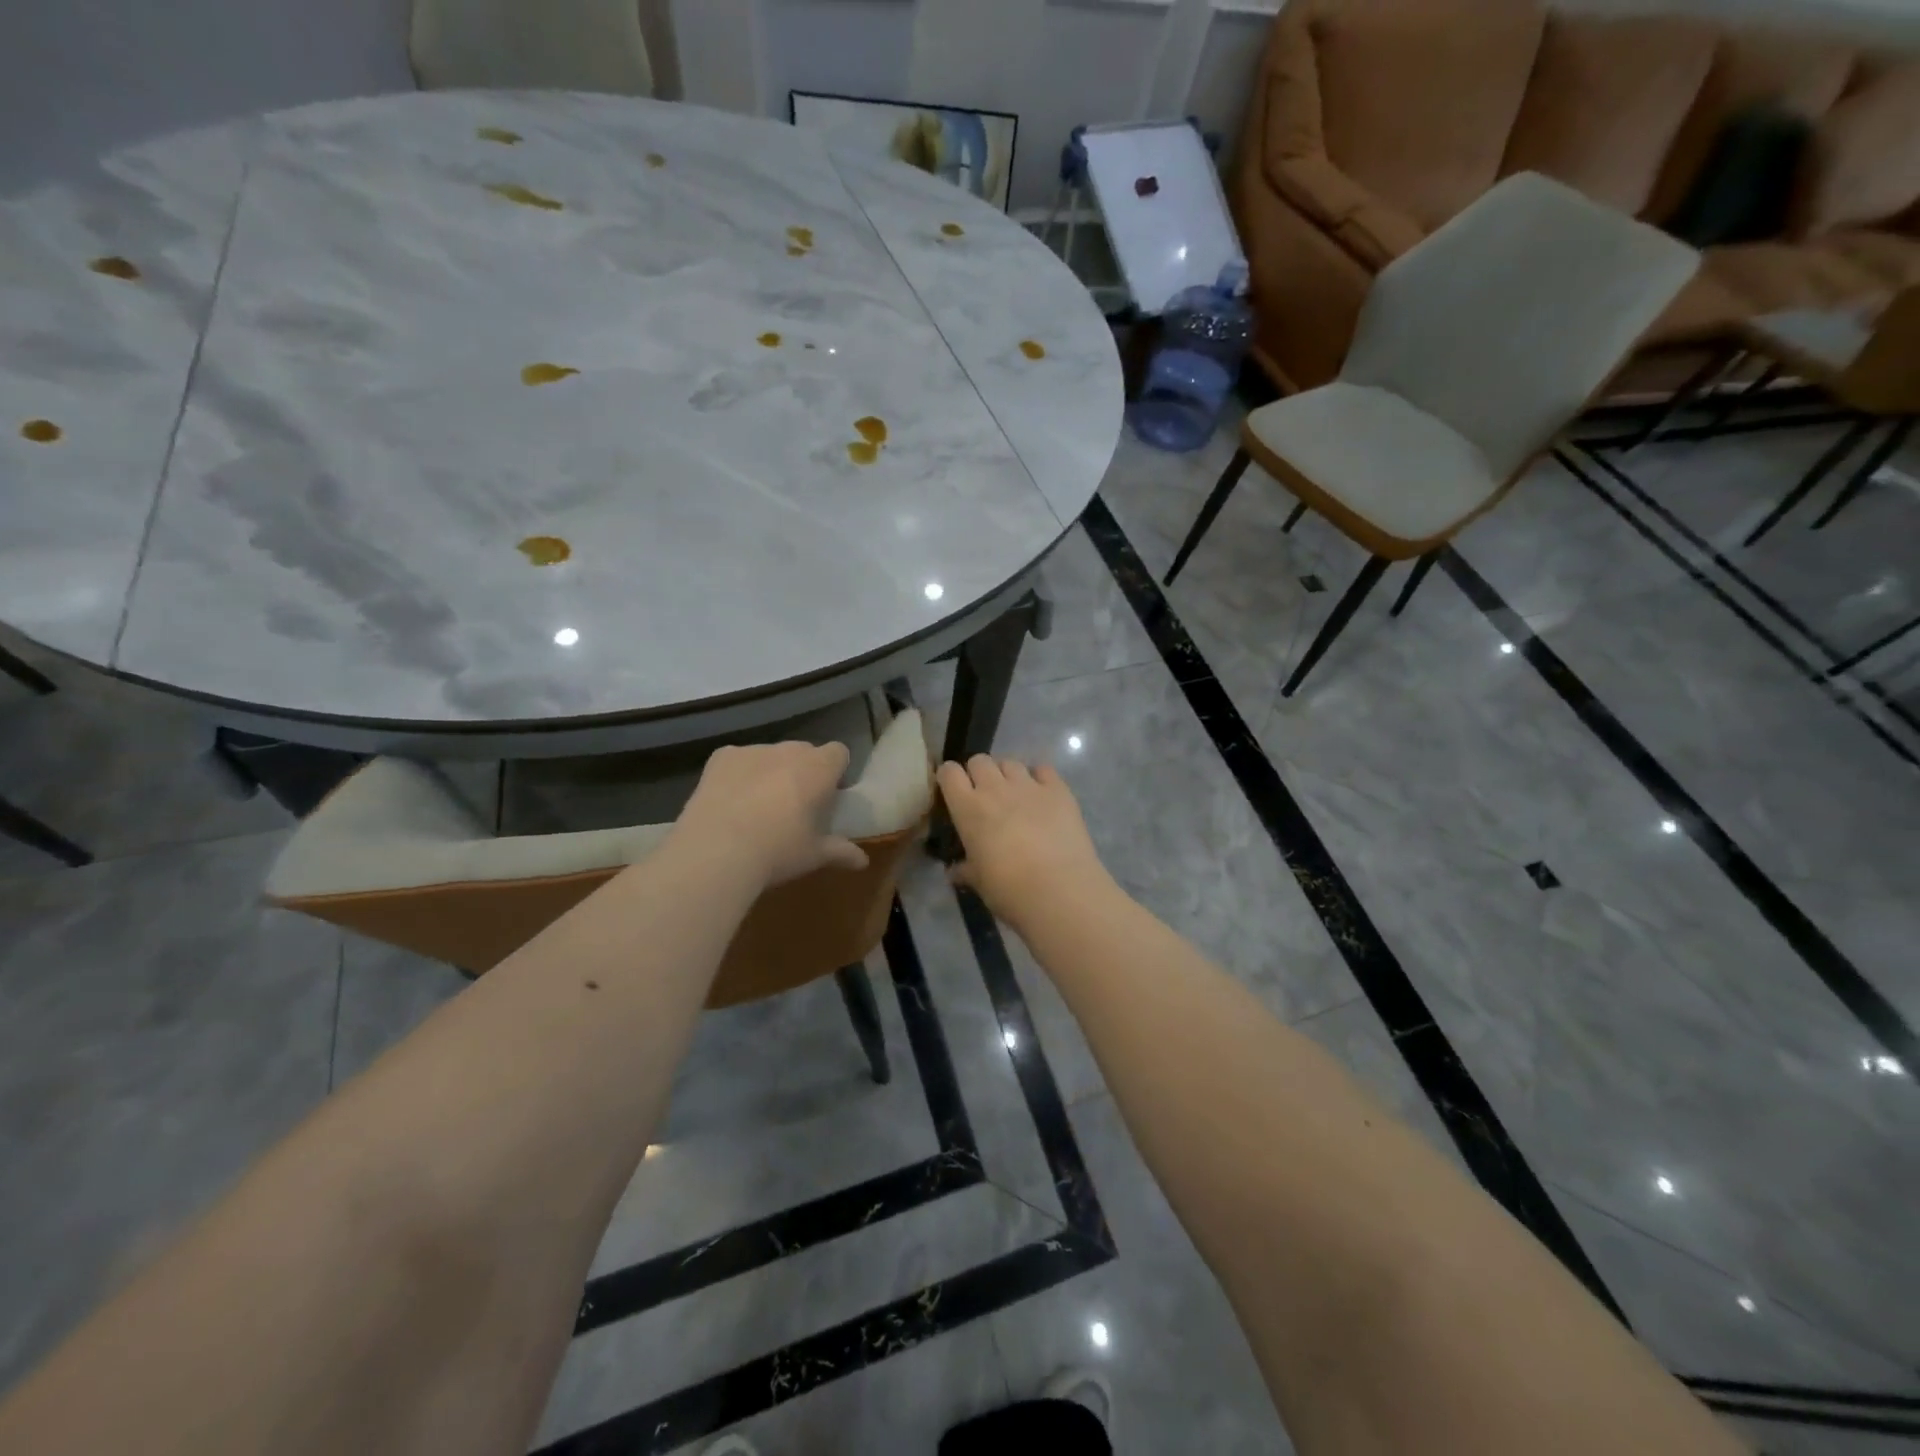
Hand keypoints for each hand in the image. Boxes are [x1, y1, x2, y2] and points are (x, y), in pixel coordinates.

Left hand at [676, 741, 868, 888]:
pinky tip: (729, 800)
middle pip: (804, 751)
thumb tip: (862, 861)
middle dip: (803, 771)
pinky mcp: (721, 757)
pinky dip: (738, 773)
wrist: (716, 852)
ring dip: (770, 771)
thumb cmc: (777, 851)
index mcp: (818, 768)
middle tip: (795, 805)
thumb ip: (840, 851)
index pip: (838, 752)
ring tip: (757, 806)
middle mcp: (788, 750)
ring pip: (770, 755)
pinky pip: (737, 759)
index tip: (828, 795)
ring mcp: (752, 750)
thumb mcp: (814, 855)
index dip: (835, 771)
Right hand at [937, 756, 1110, 927]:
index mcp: (968, 808)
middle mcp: (995, 788)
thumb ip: (965, 870)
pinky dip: (1039, 777)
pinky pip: (1043, 769)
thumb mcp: (979, 882)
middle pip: (980, 760)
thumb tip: (955, 871)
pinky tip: (1042, 795)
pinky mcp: (1058, 790)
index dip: (949, 778)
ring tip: (1014, 795)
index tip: (953, 791)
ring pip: (1010, 762)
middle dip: (979, 773)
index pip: (949, 773)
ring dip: (1007, 775)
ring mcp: (1029, 785)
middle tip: (985, 796)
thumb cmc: (1009, 889)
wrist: (1059, 890)